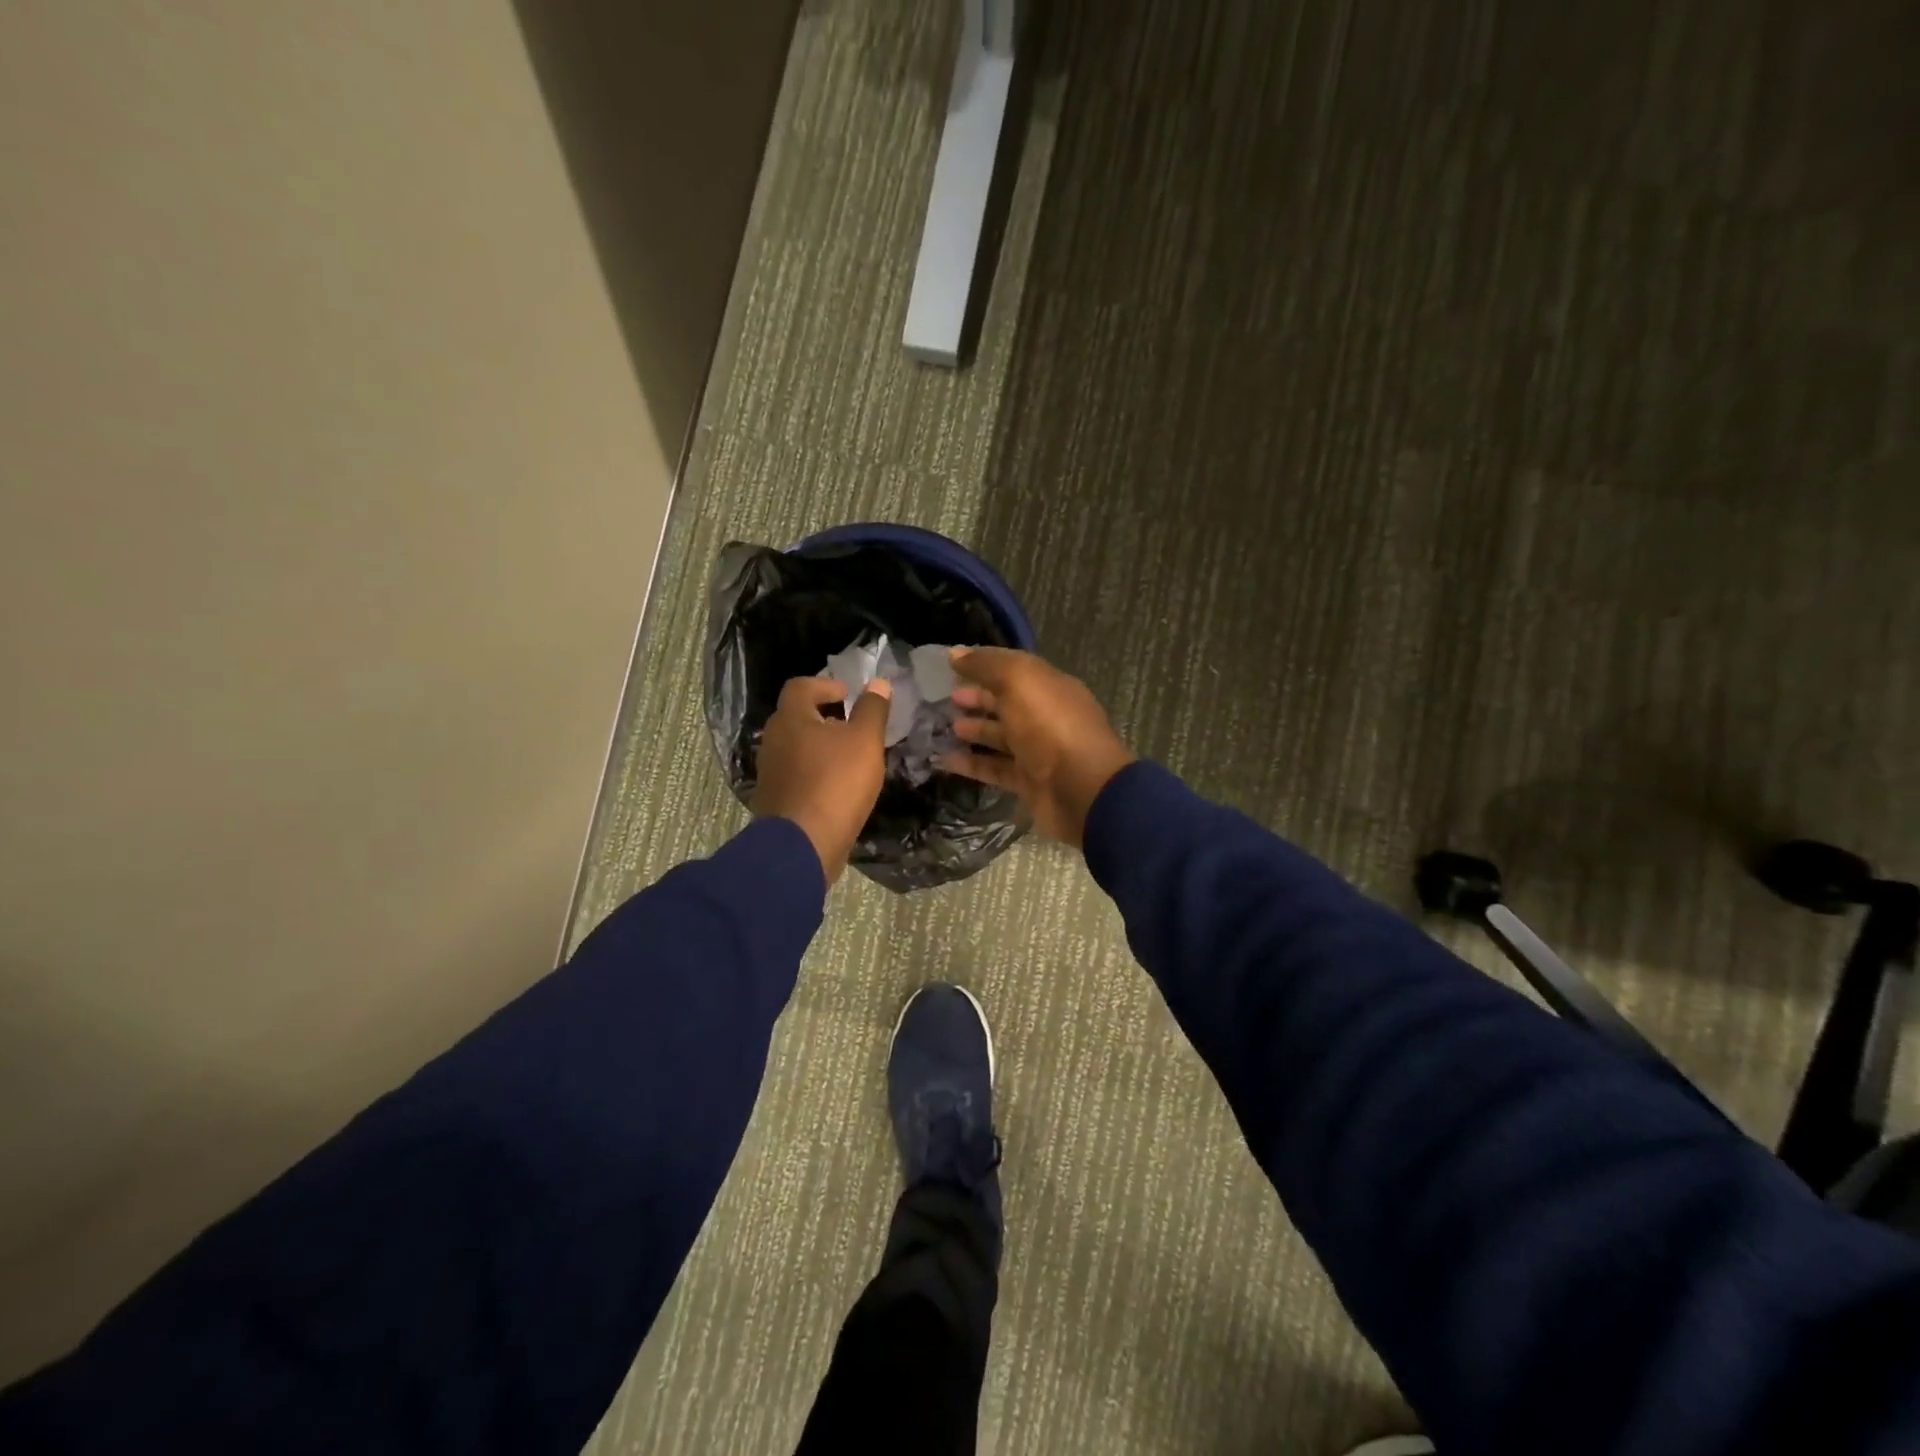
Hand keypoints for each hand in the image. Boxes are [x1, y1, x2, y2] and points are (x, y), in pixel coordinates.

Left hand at [753, 676, 891, 883]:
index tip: (848, 695)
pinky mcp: (774, 799)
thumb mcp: (865, 741)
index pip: (801, 686)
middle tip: (852, 726)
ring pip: (796, 747)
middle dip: (824, 716)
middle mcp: (773, 740)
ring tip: (849, 758)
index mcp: (790, 718)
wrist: (803, 844)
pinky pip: (795, 774)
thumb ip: (872, 710)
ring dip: (819, 746)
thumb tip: (878, 683)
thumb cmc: (836, 783)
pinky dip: (814, 772)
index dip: (826, 685)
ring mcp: (770, 772)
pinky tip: (836, 786)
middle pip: (796, 717)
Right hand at [943, 647, 1135, 846]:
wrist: (1080, 788)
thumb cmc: (1050, 725)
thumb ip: (986, 665)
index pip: (1014, 669)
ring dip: (974, 730)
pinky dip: (971, 764)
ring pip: (1000, 737)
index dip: (985, 665)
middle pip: (1007, 702)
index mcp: (1049, 686)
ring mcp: (1038, 751)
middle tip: (947, 698)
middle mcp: (1045, 716)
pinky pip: (994, 768)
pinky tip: (944, 760)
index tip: (952, 666)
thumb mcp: (1018, 681)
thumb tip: (955, 653)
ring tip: (944, 727)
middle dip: (978, 698)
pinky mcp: (1028, 782)